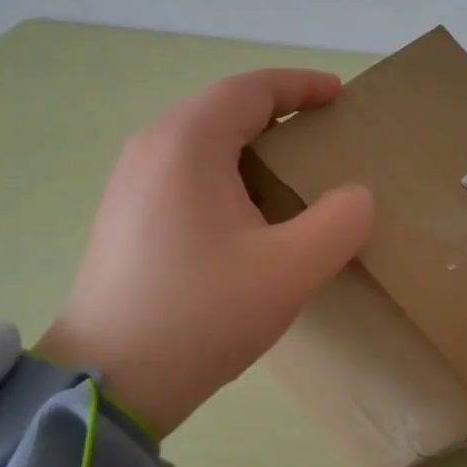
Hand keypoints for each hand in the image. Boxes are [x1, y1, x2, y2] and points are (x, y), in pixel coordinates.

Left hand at [37, 69, 372, 436]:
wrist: (110, 381)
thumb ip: (338, 223)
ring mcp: (130, 183)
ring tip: (293, 174)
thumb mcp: (289, 271)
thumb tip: (356, 197)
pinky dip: (226, 174)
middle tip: (323, 134)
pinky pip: (184, 173)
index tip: (338, 95)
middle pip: (223, 110)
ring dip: (251, 146)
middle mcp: (151, 148)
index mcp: (187, 143)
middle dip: (278, 113)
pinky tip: (248, 215)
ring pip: (202, 142)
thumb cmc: (200, 314)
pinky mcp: (125, 216)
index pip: (250, 89)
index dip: (300, 85)